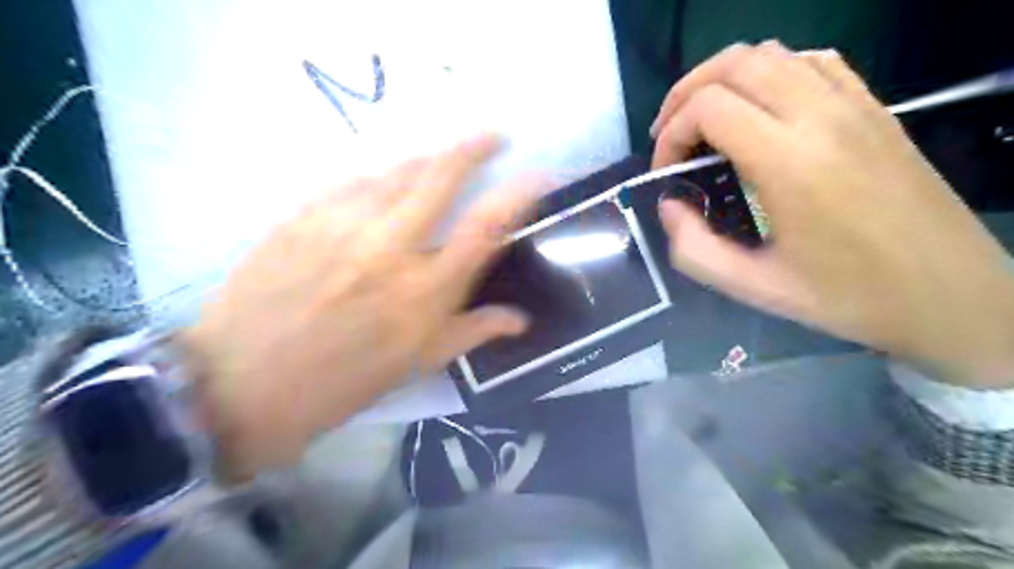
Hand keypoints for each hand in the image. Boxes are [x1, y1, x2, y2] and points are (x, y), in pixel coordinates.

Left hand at [183, 133, 547, 474]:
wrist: (241, 385)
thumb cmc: (340, 383)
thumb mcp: (416, 365)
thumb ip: (473, 332)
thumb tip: (521, 319)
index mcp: (424, 292)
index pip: (485, 227)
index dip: (519, 194)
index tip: (539, 174)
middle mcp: (390, 248)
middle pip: (441, 176)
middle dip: (473, 147)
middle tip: (492, 138)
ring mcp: (342, 225)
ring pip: (397, 170)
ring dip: (428, 160)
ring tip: (441, 162)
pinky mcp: (302, 215)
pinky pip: (353, 181)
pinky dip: (379, 177)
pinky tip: (384, 183)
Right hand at [649, 45, 1013, 387]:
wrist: (947, 294)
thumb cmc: (845, 297)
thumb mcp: (752, 287)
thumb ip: (693, 248)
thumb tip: (669, 205)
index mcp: (790, 162)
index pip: (709, 107)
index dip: (671, 133)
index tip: (665, 171)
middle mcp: (823, 116)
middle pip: (735, 64)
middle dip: (686, 94)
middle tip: (669, 136)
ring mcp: (855, 105)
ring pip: (772, 54)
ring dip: (723, 79)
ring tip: (703, 120)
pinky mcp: (874, 108)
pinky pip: (813, 61)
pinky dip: (770, 73)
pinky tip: (758, 109)